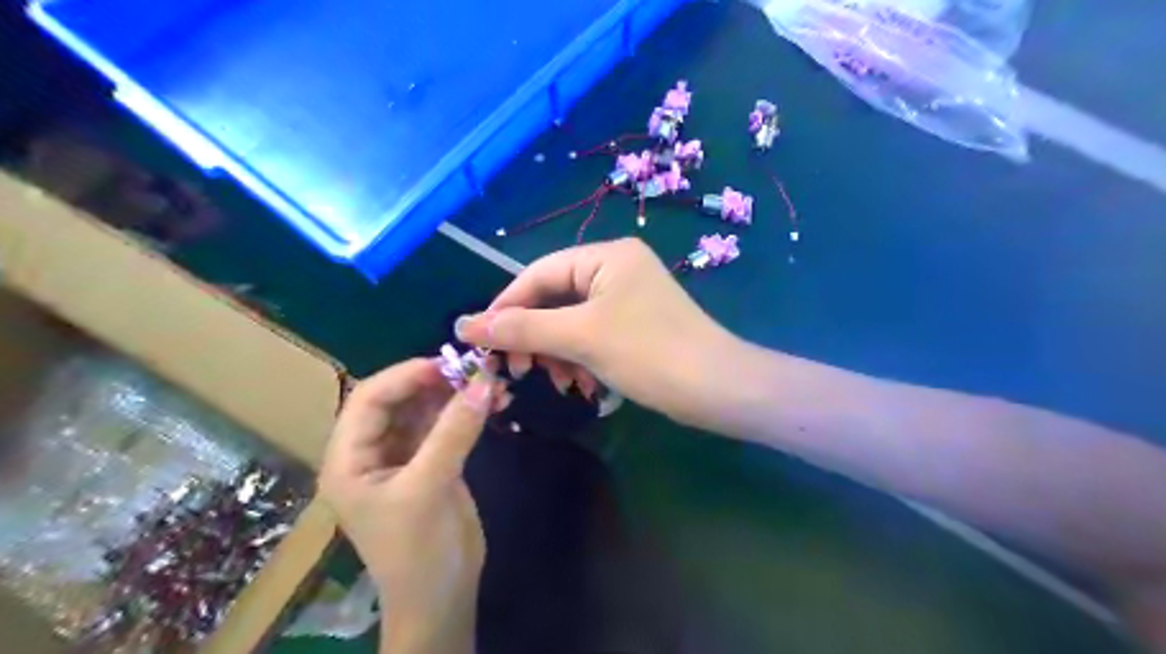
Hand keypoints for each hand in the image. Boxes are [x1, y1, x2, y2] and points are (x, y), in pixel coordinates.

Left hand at [316, 361, 501, 650]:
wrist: (442, 597)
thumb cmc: (417, 551)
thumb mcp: (429, 489)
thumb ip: (453, 432)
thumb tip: (483, 381)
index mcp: (349, 458)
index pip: (369, 399)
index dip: (406, 375)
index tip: (448, 363)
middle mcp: (372, 451)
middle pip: (399, 399)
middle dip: (435, 381)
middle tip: (475, 368)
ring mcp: (405, 456)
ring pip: (426, 409)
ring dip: (456, 393)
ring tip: (491, 381)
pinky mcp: (433, 462)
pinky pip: (447, 425)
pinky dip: (468, 411)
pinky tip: (493, 401)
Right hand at [455, 236, 735, 427]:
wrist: (718, 389)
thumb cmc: (649, 353)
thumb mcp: (580, 338)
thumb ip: (522, 329)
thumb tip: (464, 325)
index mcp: (606, 256)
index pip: (539, 273)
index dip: (507, 306)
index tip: (481, 340)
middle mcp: (616, 268)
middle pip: (555, 297)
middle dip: (535, 336)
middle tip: (518, 370)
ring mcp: (628, 297)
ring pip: (572, 321)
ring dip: (557, 352)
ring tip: (559, 383)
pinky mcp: (636, 324)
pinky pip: (592, 335)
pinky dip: (581, 358)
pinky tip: (582, 385)